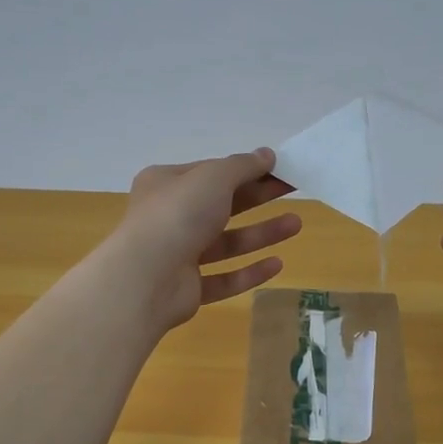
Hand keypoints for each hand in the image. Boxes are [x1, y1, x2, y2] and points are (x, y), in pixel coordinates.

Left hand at [111, 149, 300, 332]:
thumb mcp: (213, 177)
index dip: (246, 170)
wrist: (146, 277)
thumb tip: (266, 154)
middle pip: (222, 206)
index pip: (211, 173)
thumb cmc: (178, 215)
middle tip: (294, 190)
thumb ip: (242, 166)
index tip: (279, 169)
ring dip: (260, 233)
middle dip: (258, 198)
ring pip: (225, 243)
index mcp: (166, 184)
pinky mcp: (187, 289)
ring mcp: (177, 255)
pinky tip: (277, 264)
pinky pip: (223, 279)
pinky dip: (249, 271)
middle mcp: (169, 218)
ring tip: (296, 225)